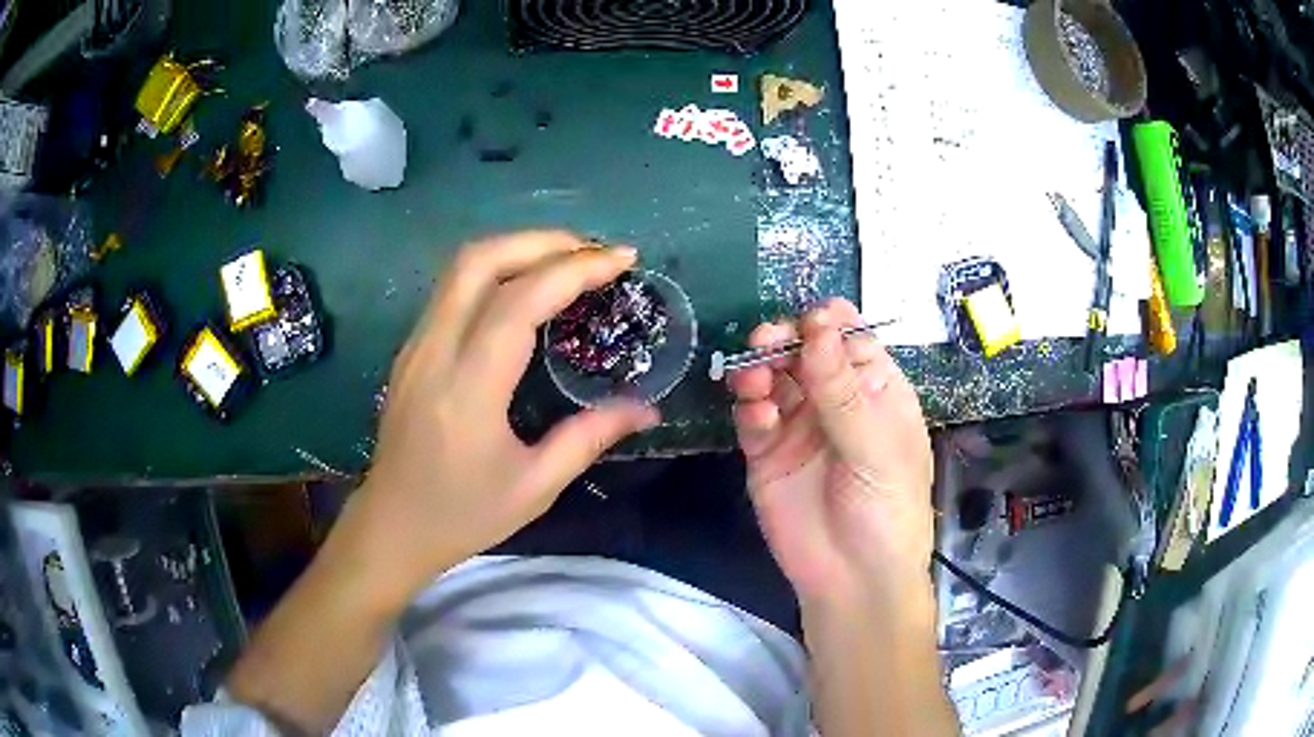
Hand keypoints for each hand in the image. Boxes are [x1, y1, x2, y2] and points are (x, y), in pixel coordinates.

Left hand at [347, 231, 659, 603]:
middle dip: (542, 241)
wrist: (392, 528)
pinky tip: (524, 290)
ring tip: (567, 261)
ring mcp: (415, 345)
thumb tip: (646, 408)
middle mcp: (434, 351)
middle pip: (480, 260)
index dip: (575, 269)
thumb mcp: (534, 486)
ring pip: (460, 267)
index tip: (622, 260)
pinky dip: (495, 271)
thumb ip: (590, 437)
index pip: (519, 301)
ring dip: (517, 249)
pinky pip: (452, 288)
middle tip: (593, 252)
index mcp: (468, 388)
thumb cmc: (462, 515)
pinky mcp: (411, 349)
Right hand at [730, 299, 933, 606]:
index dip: (828, 324)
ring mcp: (799, 426)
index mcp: (875, 390)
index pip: (849, 339)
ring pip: (773, 378)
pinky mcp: (766, 453)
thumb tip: (818, 321)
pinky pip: (753, 417)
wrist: (853, 579)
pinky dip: (749, 409)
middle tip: (766, 342)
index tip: (808, 320)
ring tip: (755, 381)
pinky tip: (757, 417)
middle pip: (804, 352)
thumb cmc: (887, 508)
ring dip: (760, 370)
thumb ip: (841, 388)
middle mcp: (835, 400)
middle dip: (784, 341)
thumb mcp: (876, 446)